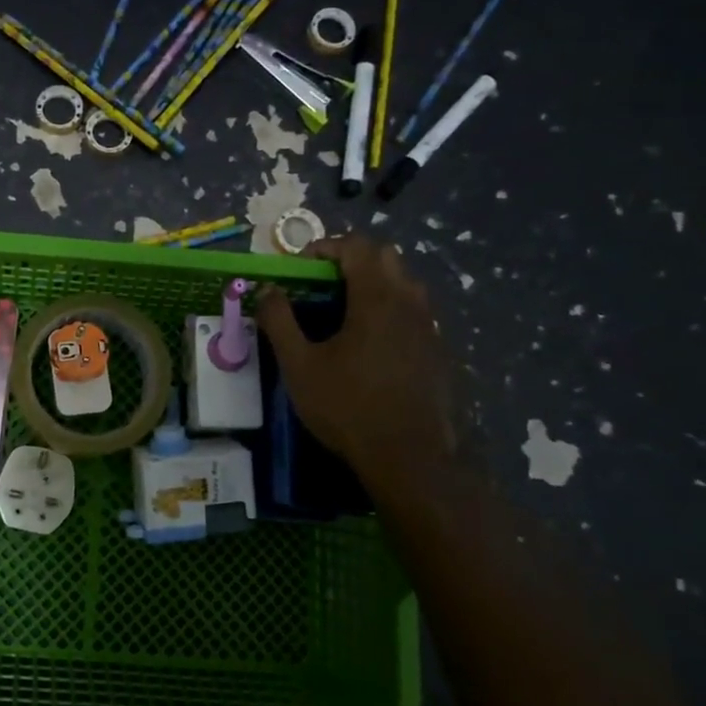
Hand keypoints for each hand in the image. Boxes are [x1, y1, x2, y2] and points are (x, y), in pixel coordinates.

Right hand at [256, 234, 459, 501]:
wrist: (410, 459)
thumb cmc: (348, 407)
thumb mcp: (299, 365)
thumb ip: (279, 321)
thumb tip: (267, 290)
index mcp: (376, 297)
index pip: (355, 245)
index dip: (325, 247)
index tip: (301, 269)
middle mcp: (409, 302)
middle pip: (385, 257)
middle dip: (351, 260)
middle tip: (322, 284)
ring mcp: (429, 326)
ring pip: (404, 283)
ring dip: (374, 283)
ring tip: (344, 312)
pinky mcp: (438, 351)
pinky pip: (414, 312)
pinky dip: (390, 310)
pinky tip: (369, 345)